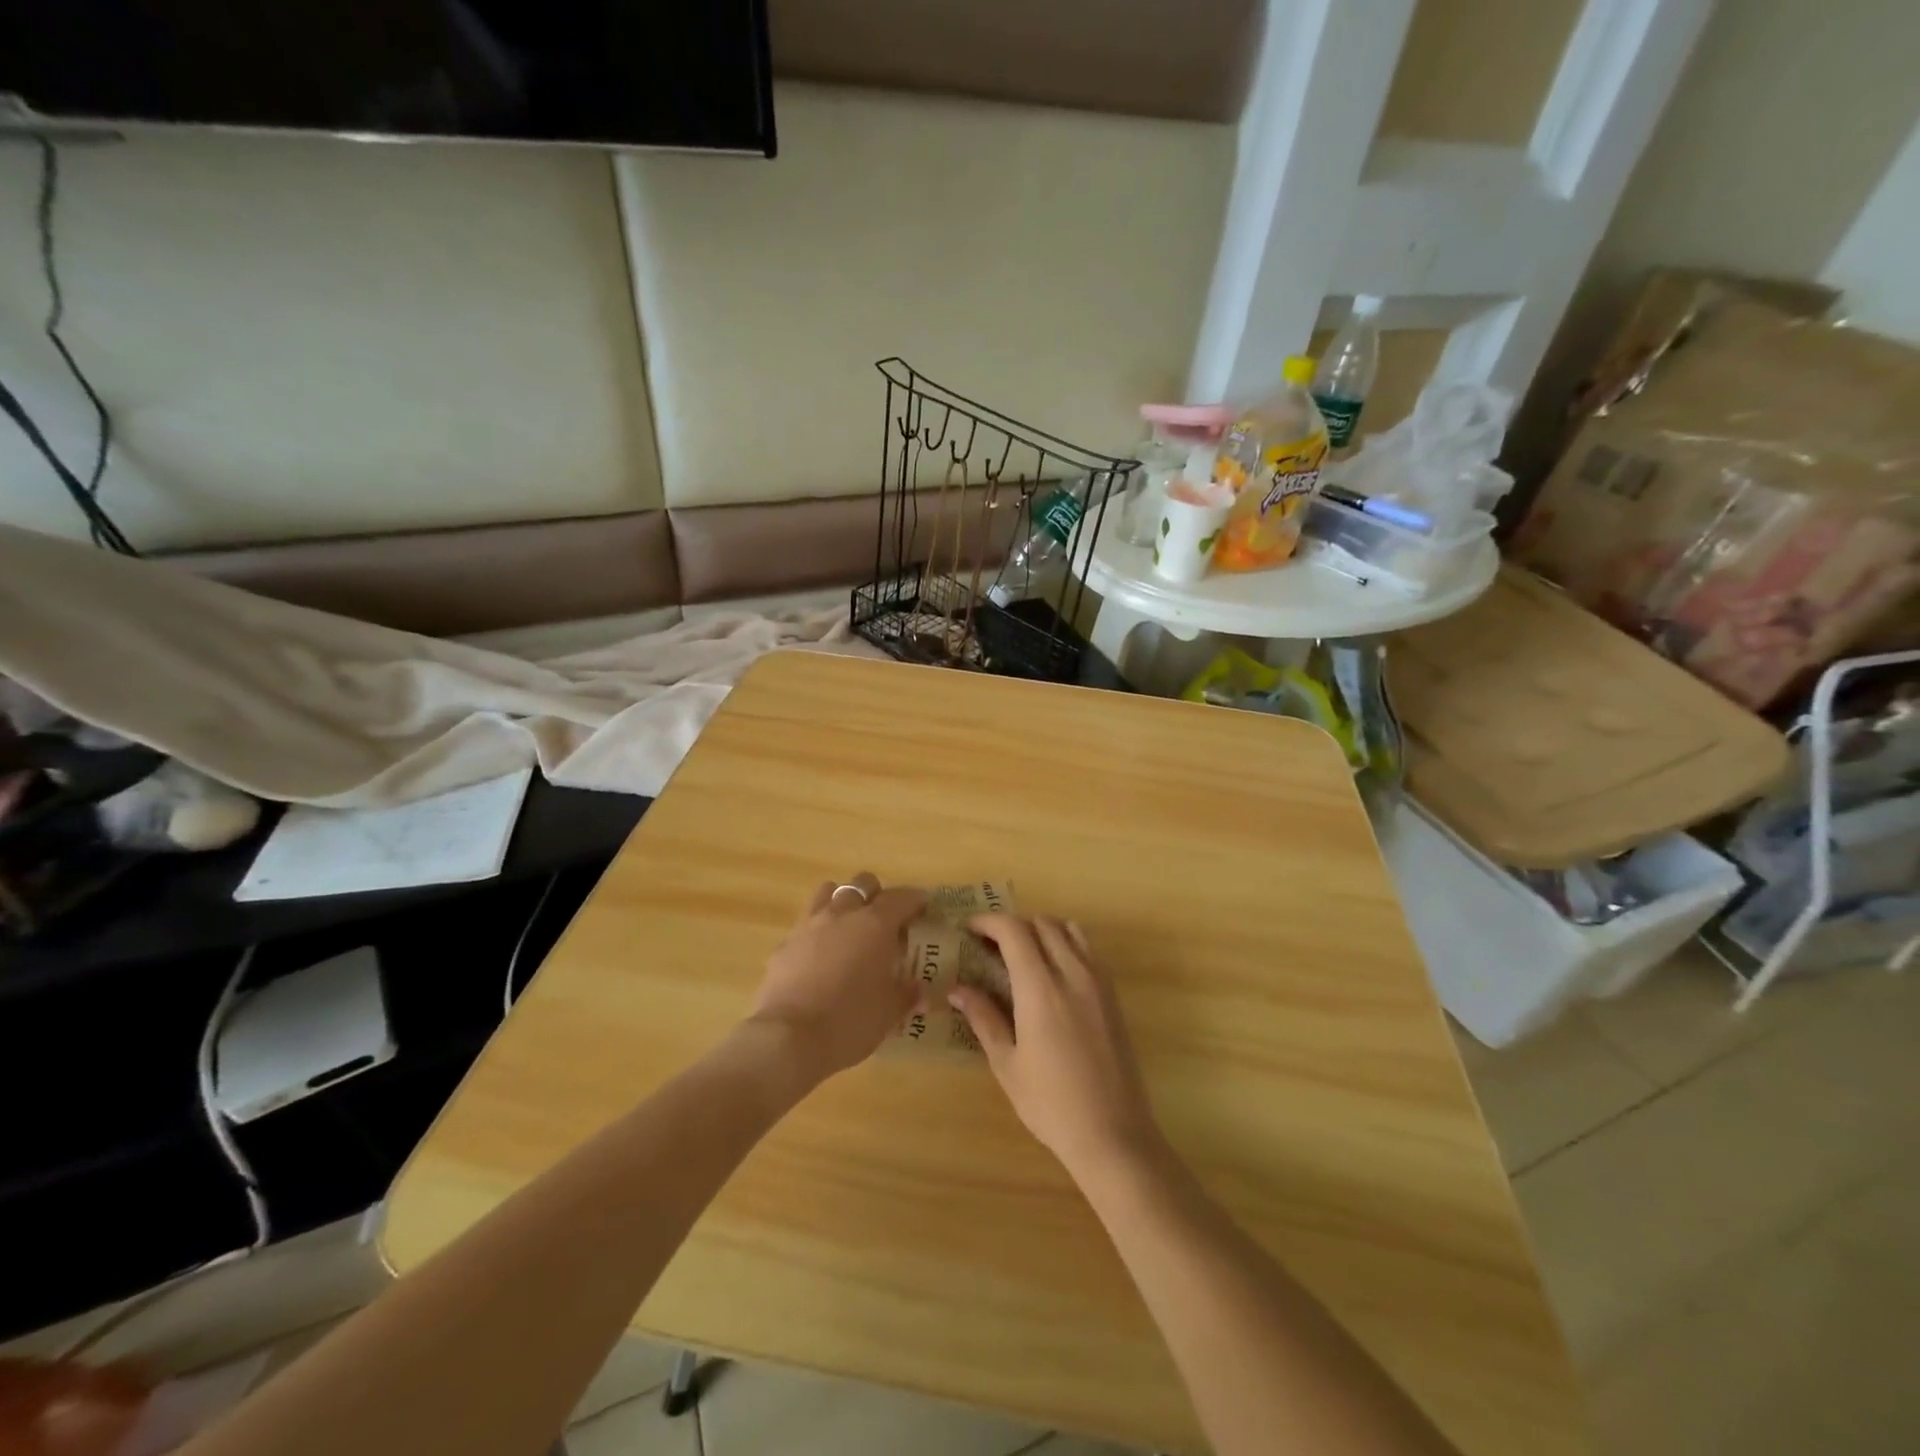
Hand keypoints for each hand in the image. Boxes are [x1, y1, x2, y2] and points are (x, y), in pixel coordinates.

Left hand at [747, 873, 927, 1080]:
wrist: (788, 1039)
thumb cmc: (850, 1021)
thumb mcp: (889, 1012)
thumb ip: (906, 995)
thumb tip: (918, 991)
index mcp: (875, 925)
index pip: (901, 898)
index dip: (914, 900)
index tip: (923, 907)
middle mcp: (842, 915)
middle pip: (862, 884)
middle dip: (876, 894)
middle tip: (885, 918)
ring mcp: (809, 926)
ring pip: (828, 893)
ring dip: (842, 902)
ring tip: (849, 926)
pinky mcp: (784, 945)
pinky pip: (805, 925)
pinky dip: (817, 932)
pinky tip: (819, 956)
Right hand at [950, 914, 1165, 1183]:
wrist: (1113, 1133)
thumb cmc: (1050, 1104)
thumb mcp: (1007, 1064)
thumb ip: (983, 1018)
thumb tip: (957, 989)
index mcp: (1041, 988)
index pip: (1014, 930)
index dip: (988, 922)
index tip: (969, 929)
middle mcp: (1072, 973)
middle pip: (1041, 923)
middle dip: (1012, 925)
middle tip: (990, 945)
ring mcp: (1098, 981)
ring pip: (1068, 929)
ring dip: (1041, 930)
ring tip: (1021, 954)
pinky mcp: (1113, 994)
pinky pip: (1088, 949)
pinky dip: (1065, 943)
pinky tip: (1052, 973)